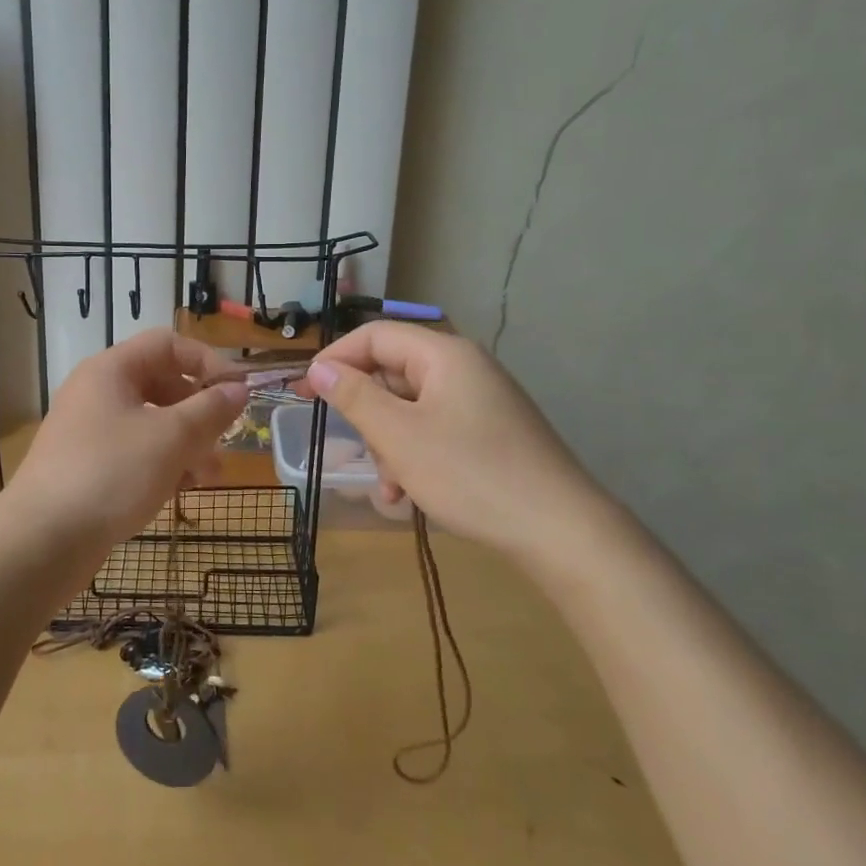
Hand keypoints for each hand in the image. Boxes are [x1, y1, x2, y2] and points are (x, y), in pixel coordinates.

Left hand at [2, 329, 247, 555]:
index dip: (207, 361)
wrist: (42, 540)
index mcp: (111, 370)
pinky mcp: (89, 467)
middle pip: (161, 385)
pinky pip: (135, 453)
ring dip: (186, 444)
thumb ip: (211, 409)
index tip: (237, 393)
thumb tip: (238, 389)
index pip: (168, 344)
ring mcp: (90, 432)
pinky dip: (162, 464)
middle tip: (223, 440)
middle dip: (199, 412)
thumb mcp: (171, 438)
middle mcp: (98, 393)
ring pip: (151, 424)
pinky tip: (180, 491)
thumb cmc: (111, 474)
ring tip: (208, 476)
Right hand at [302, 322, 617, 563]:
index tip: (305, 392)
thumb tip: (319, 368)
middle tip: (354, 449)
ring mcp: (481, 402)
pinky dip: (414, 456)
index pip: (375, 336)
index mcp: (444, 355)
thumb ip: (354, 396)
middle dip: (367, 414)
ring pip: (411, 408)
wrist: (559, 529)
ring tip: (390, 488)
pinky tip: (409, 495)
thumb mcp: (398, 436)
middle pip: (393, 373)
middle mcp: (464, 368)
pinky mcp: (490, 433)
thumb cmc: (470, 474)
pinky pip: (435, 430)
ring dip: (389, 445)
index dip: (335, 358)